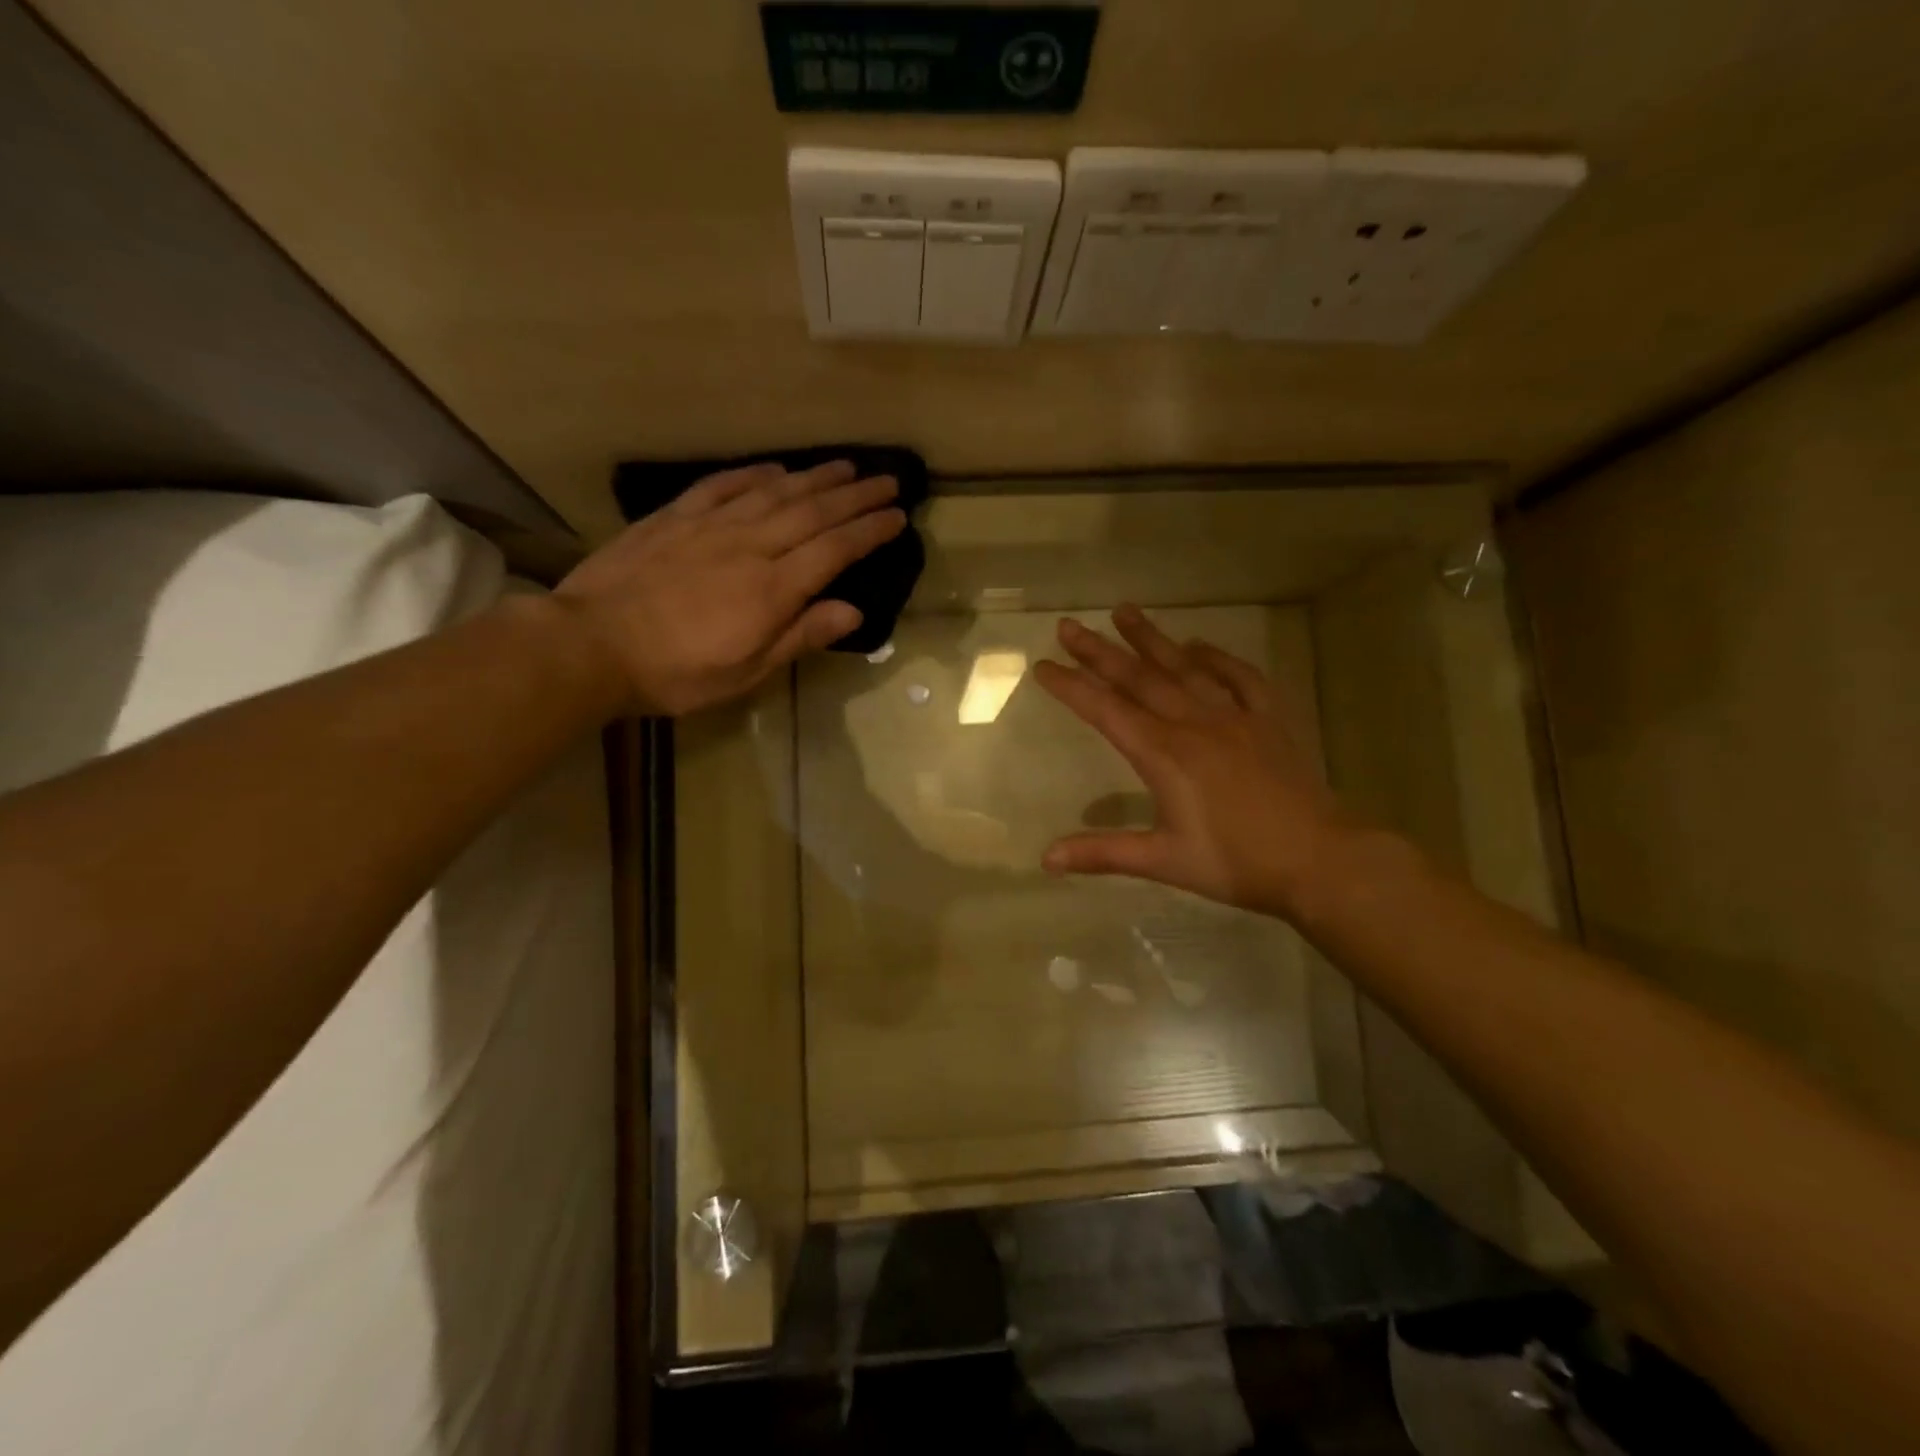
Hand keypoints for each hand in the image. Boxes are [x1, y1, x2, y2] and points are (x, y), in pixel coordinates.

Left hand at [552, 460, 904, 714]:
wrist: (592, 644)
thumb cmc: (677, 672)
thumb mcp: (747, 672)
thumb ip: (800, 636)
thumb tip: (853, 610)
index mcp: (773, 588)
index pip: (835, 550)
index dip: (870, 531)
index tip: (898, 516)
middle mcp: (751, 546)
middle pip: (813, 512)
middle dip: (855, 496)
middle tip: (887, 479)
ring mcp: (711, 526)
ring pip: (774, 492)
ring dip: (815, 477)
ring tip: (845, 466)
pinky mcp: (675, 518)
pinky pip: (723, 486)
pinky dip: (753, 474)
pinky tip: (773, 468)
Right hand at [1033, 604, 1358, 919]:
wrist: (1320, 860)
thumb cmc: (1236, 863)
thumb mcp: (1164, 861)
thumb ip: (1103, 853)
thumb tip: (1046, 858)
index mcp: (1164, 754)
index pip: (1106, 711)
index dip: (1071, 687)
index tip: (1043, 665)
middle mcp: (1194, 723)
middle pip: (1139, 679)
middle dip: (1099, 651)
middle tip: (1068, 625)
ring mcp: (1235, 717)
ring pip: (1184, 668)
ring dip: (1151, 639)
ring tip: (1124, 611)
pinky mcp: (1269, 721)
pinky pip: (1241, 678)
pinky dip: (1218, 658)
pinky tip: (1199, 645)